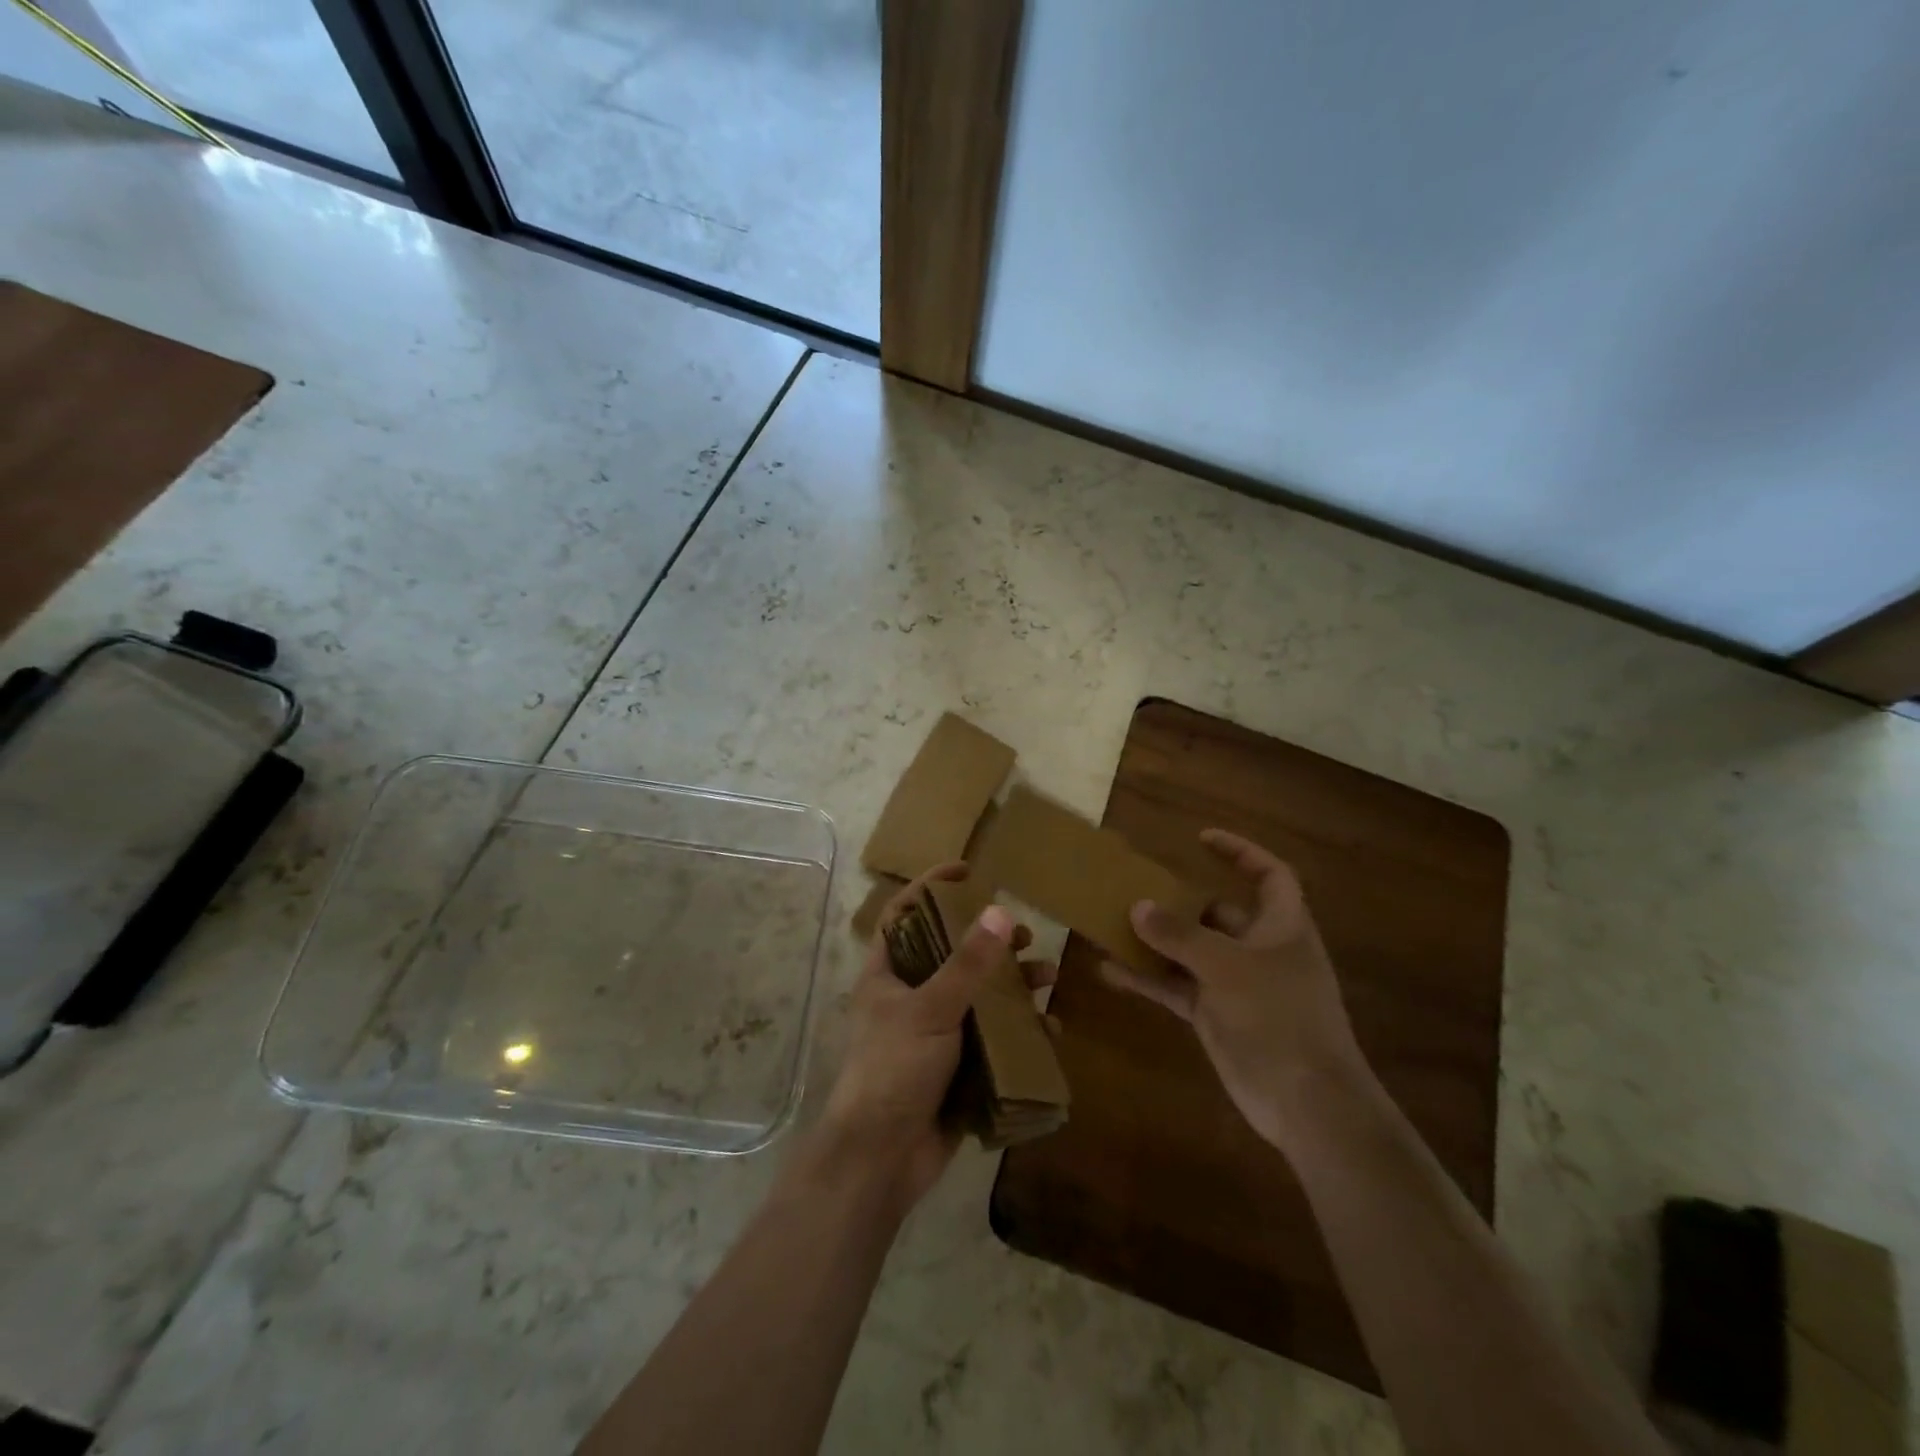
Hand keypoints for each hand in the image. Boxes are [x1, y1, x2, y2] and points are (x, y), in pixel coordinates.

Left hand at [822, 865, 1054, 1211]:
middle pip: (951, 954)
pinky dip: (1018, 1029)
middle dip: (988, 941)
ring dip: (1012, 984)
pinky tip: (1048, 1027)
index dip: (931, 887)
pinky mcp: (956, 1067)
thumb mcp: (931, 1010)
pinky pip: (991, 1037)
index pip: (905, 914)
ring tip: (1047, 974)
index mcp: (888, 974)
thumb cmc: (894, 1069)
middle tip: (1024, 934)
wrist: (882, 1159)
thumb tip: (1001, 913)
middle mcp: (910, 997)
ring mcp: (934, 1034)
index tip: (968, 869)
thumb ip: (967, 964)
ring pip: (978, 996)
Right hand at [1101, 829, 1372, 1152]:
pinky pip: (1176, 987)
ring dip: (1155, 942)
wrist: (1306, 1103)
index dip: (1240, 852)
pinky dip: (1147, 980)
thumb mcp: (1226, 966)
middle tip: (1137, 889)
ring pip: (1190, 952)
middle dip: (1180, 902)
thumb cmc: (1278, 1016)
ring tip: (1112, 925)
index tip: (1201, 838)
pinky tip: (1110, 972)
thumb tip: (1138, 907)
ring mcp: (1236, 985)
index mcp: (1282, 927)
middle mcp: (1259, 950)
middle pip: (1218, 914)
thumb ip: (1180, 935)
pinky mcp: (1216, 1016)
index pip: (1269, 875)